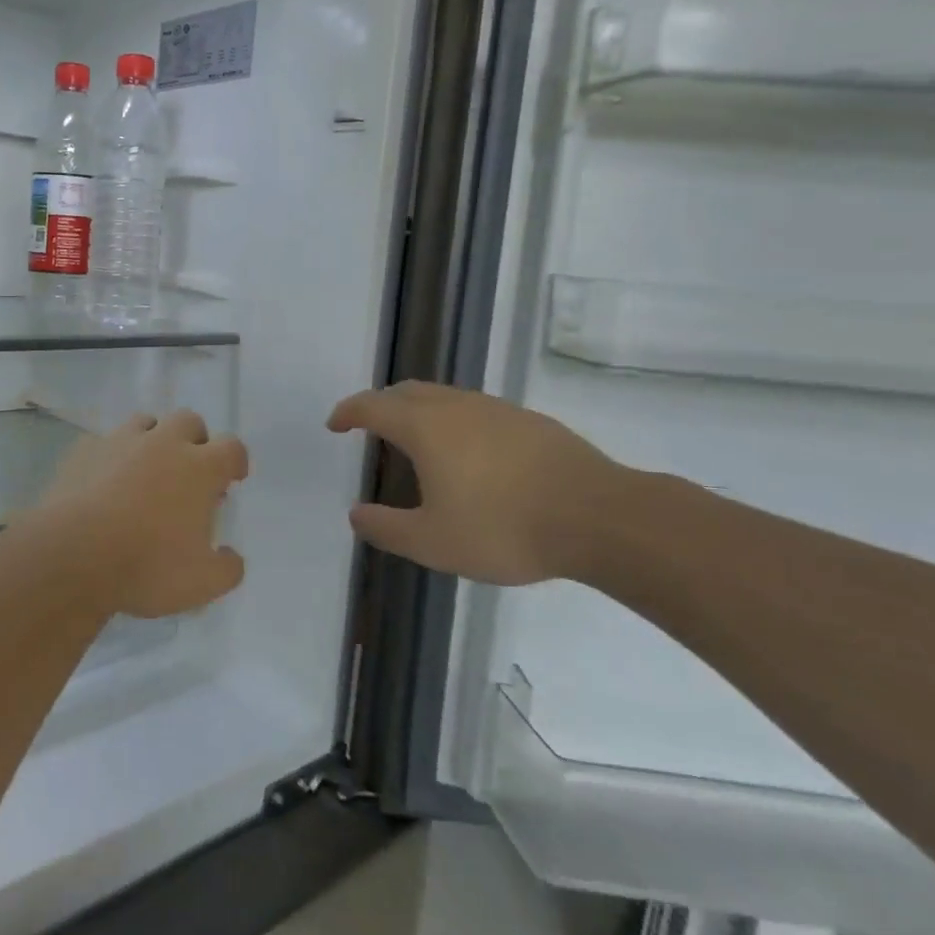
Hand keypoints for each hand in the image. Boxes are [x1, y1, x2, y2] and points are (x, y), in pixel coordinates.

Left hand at [24, 411, 248, 618]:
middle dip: (195, 440)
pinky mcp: (83, 450)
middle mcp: (162, 443)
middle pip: (189, 421)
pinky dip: (111, 457)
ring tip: (146, 472)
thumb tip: (231, 557)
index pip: (231, 447)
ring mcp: (119, 442)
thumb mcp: (202, 583)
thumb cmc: (146, 566)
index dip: (235, 460)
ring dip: (152, 440)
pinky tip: (104, 481)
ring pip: (145, 422)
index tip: (232, 478)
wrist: (72, 555)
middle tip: (189, 471)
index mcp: (198, 468)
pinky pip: (103, 442)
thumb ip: (227, 569)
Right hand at [326, 382, 632, 585]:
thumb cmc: (504, 528)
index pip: (373, 406)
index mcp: (425, 427)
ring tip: (415, 441)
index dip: (348, 412)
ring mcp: (496, 409)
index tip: (335, 424)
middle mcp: (456, 406)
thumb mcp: (432, 542)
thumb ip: (386, 528)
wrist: (599, 516)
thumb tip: (356, 513)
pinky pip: (474, 409)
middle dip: (380, 405)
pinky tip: (467, 454)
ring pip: (443, 396)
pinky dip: (452, 420)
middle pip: (406, 392)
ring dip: (418, 410)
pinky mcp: (529, 421)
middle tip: (369, 428)